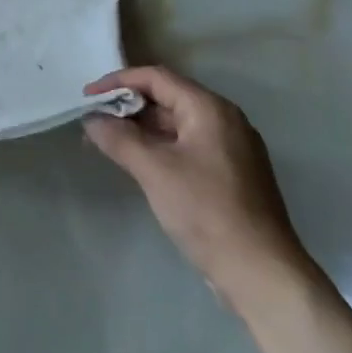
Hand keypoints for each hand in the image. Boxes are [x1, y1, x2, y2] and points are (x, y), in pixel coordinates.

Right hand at [83, 67, 309, 295]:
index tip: (88, 97)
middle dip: (128, 108)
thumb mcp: (155, 171)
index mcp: (210, 109)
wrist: (262, 274)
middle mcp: (224, 120)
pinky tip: (140, 165)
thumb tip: (91, 119)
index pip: (157, 78)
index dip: (118, 82)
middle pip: (168, 99)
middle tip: (95, 122)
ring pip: (177, 126)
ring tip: (109, 144)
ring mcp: (232, 148)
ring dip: (142, 131)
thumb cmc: (207, 212)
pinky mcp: (232, 175)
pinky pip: (188, 147)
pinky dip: (161, 149)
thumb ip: (119, 139)